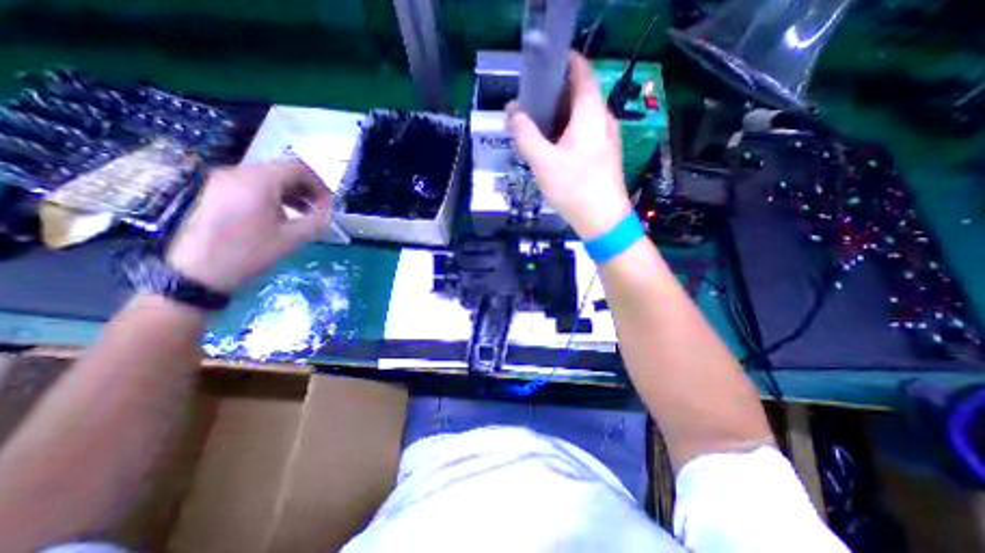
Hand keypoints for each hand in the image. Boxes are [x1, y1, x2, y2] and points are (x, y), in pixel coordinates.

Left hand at [161, 162, 328, 294]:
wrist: (198, 271)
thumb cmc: (250, 252)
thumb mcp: (292, 238)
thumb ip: (317, 220)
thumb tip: (329, 210)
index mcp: (259, 180)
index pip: (298, 169)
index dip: (319, 185)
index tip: (328, 204)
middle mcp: (239, 172)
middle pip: (282, 171)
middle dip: (306, 189)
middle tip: (319, 209)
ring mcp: (223, 181)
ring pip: (268, 178)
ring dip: (292, 193)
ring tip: (304, 213)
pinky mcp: (216, 191)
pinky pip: (253, 185)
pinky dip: (274, 195)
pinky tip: (281, 215)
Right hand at [507, 51, 630, 238]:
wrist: (603, 220)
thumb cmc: (574, 188)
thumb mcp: (543, 162)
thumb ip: (525, 134)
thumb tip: (512, 112)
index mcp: (591, 112)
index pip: (581, 69)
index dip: (562, 63)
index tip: (539, 72)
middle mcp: (603, 118)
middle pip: (579, 93)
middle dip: (553, 95)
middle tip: (529, 107)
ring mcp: (607, 137)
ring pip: (581, 115)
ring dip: (559, 117)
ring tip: (536, 129)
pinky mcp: (605, 154)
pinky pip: (585, 133)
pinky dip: (568, 132)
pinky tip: (553, 149)